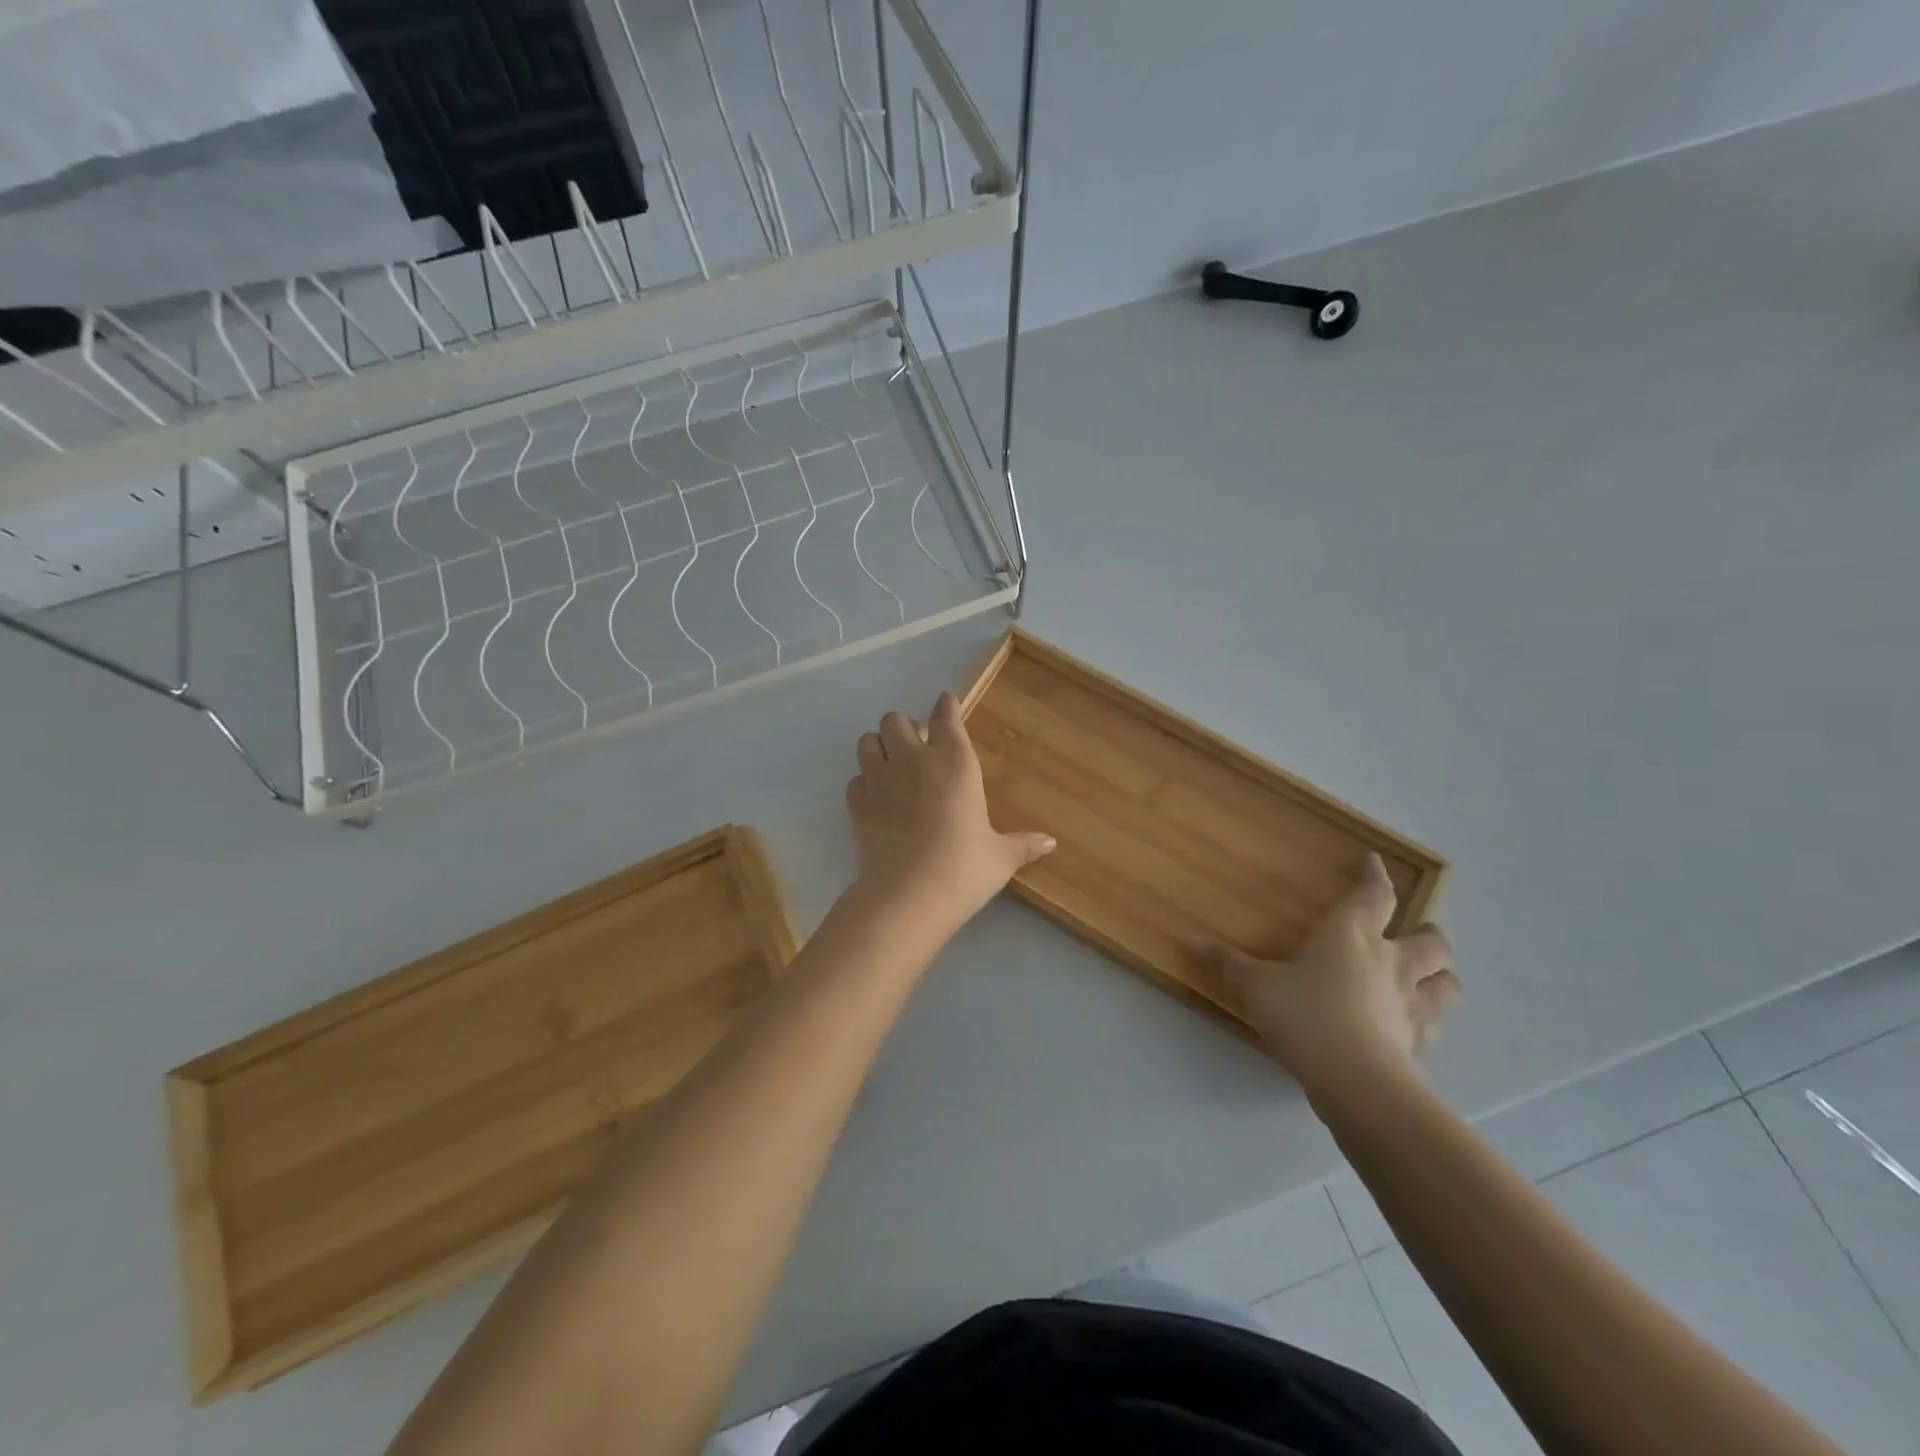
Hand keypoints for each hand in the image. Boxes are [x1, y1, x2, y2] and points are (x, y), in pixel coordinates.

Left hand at [845, 693, 1054, 936]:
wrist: (908, 896)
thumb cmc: (964, 869)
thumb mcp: (1000, 857)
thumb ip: (1023, 844)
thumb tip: (1051, 843)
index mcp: (955, 762)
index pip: (946, 717)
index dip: (946, 707)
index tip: (946, 704)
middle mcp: (914, 760)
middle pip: (895, 720)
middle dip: (905, 729)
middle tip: (917, 749)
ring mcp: (880, 780)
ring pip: (868, 740)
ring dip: (879, 747)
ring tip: (891, 766)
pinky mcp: (857, 805)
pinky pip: (855, 779)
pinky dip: (863, 783)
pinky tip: (876, 798)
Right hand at [1193, 854, 1458, 1104]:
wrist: (1354, 1080)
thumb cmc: (1304, 1014)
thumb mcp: (1255, 986)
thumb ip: (1226, 963)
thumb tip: (1187, 941)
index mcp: (1351, 935)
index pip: (1373, 895)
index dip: (1375, 876)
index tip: (1375, 862)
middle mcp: (1391, 962)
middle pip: (1430, 940)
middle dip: (1427, 933)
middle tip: (1416, 933)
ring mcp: (1412, 1005)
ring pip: (1447, 983)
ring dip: (1440, 977)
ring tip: (1427, 980)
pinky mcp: (1420, 1044)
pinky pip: (1434, 1027)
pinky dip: (1428, 1022)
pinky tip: (1412, 1028)